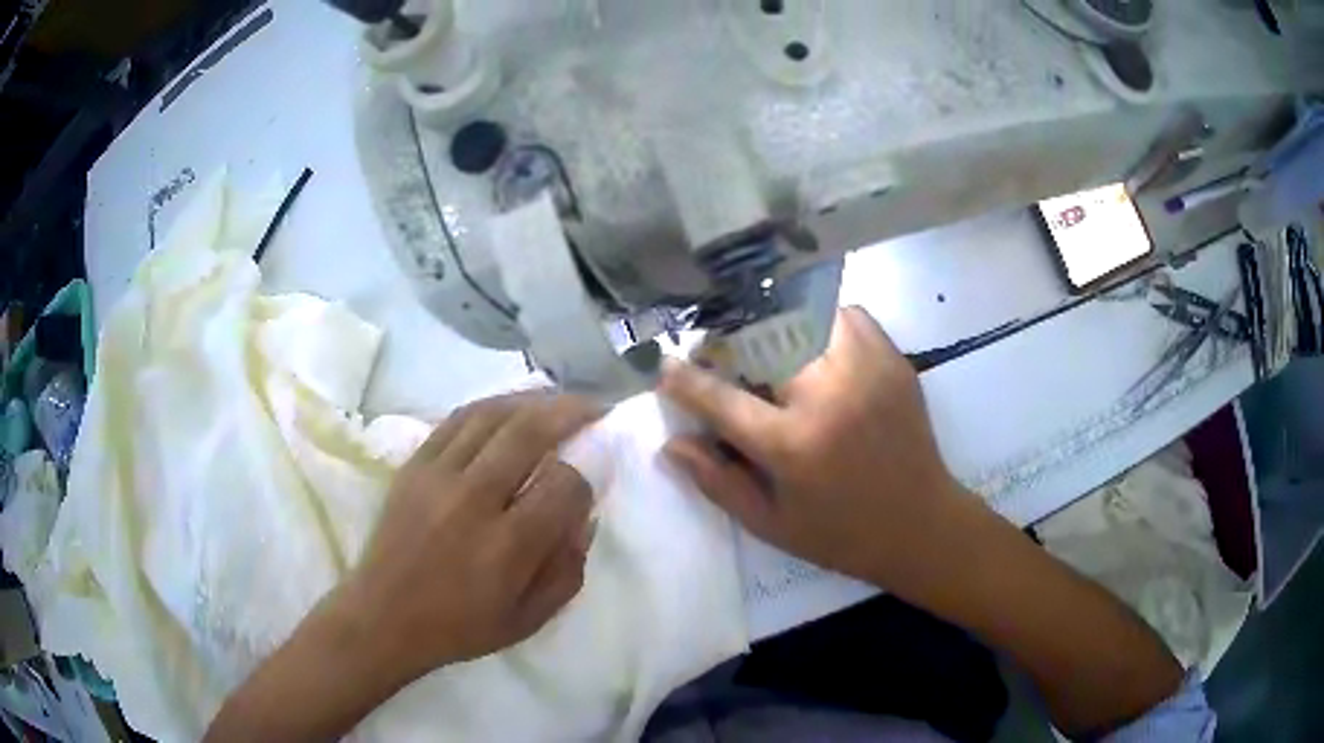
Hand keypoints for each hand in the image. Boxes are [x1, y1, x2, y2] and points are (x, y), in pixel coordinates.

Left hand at [343, 392, 601, 682]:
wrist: (383, 617)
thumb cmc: (460, 627)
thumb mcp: (529, 619)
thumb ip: (567, 571)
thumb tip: (585, 518)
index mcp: (507, 546)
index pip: (563, 486)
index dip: (585, 480)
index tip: (586, 488)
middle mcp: (473, 500)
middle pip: (529, 432)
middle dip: (570, 412)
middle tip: (593, 408)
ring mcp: (437, 476)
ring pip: (492, 415)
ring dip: (532, 400)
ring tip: (556, 400)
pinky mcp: (414, 465)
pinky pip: (457, 419)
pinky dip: (490, 406)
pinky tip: (509, 408)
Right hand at [660, 307, 979, 600]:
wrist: (922, 526)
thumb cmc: (841, 535)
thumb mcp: (770, 524)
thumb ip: (717, 482)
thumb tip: (671, 444)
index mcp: (793, 444)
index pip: (720, 398)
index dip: (684, 380)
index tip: (666, 367)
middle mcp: (828, 394)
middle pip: (761, 339)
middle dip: (730, 344)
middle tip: (724, 360)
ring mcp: (865, 369)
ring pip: (805, 314)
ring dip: (776, 327)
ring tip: (770, 349)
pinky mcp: (893, 360)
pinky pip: (847, 314)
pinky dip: (822, 321)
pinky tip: (816, 347)